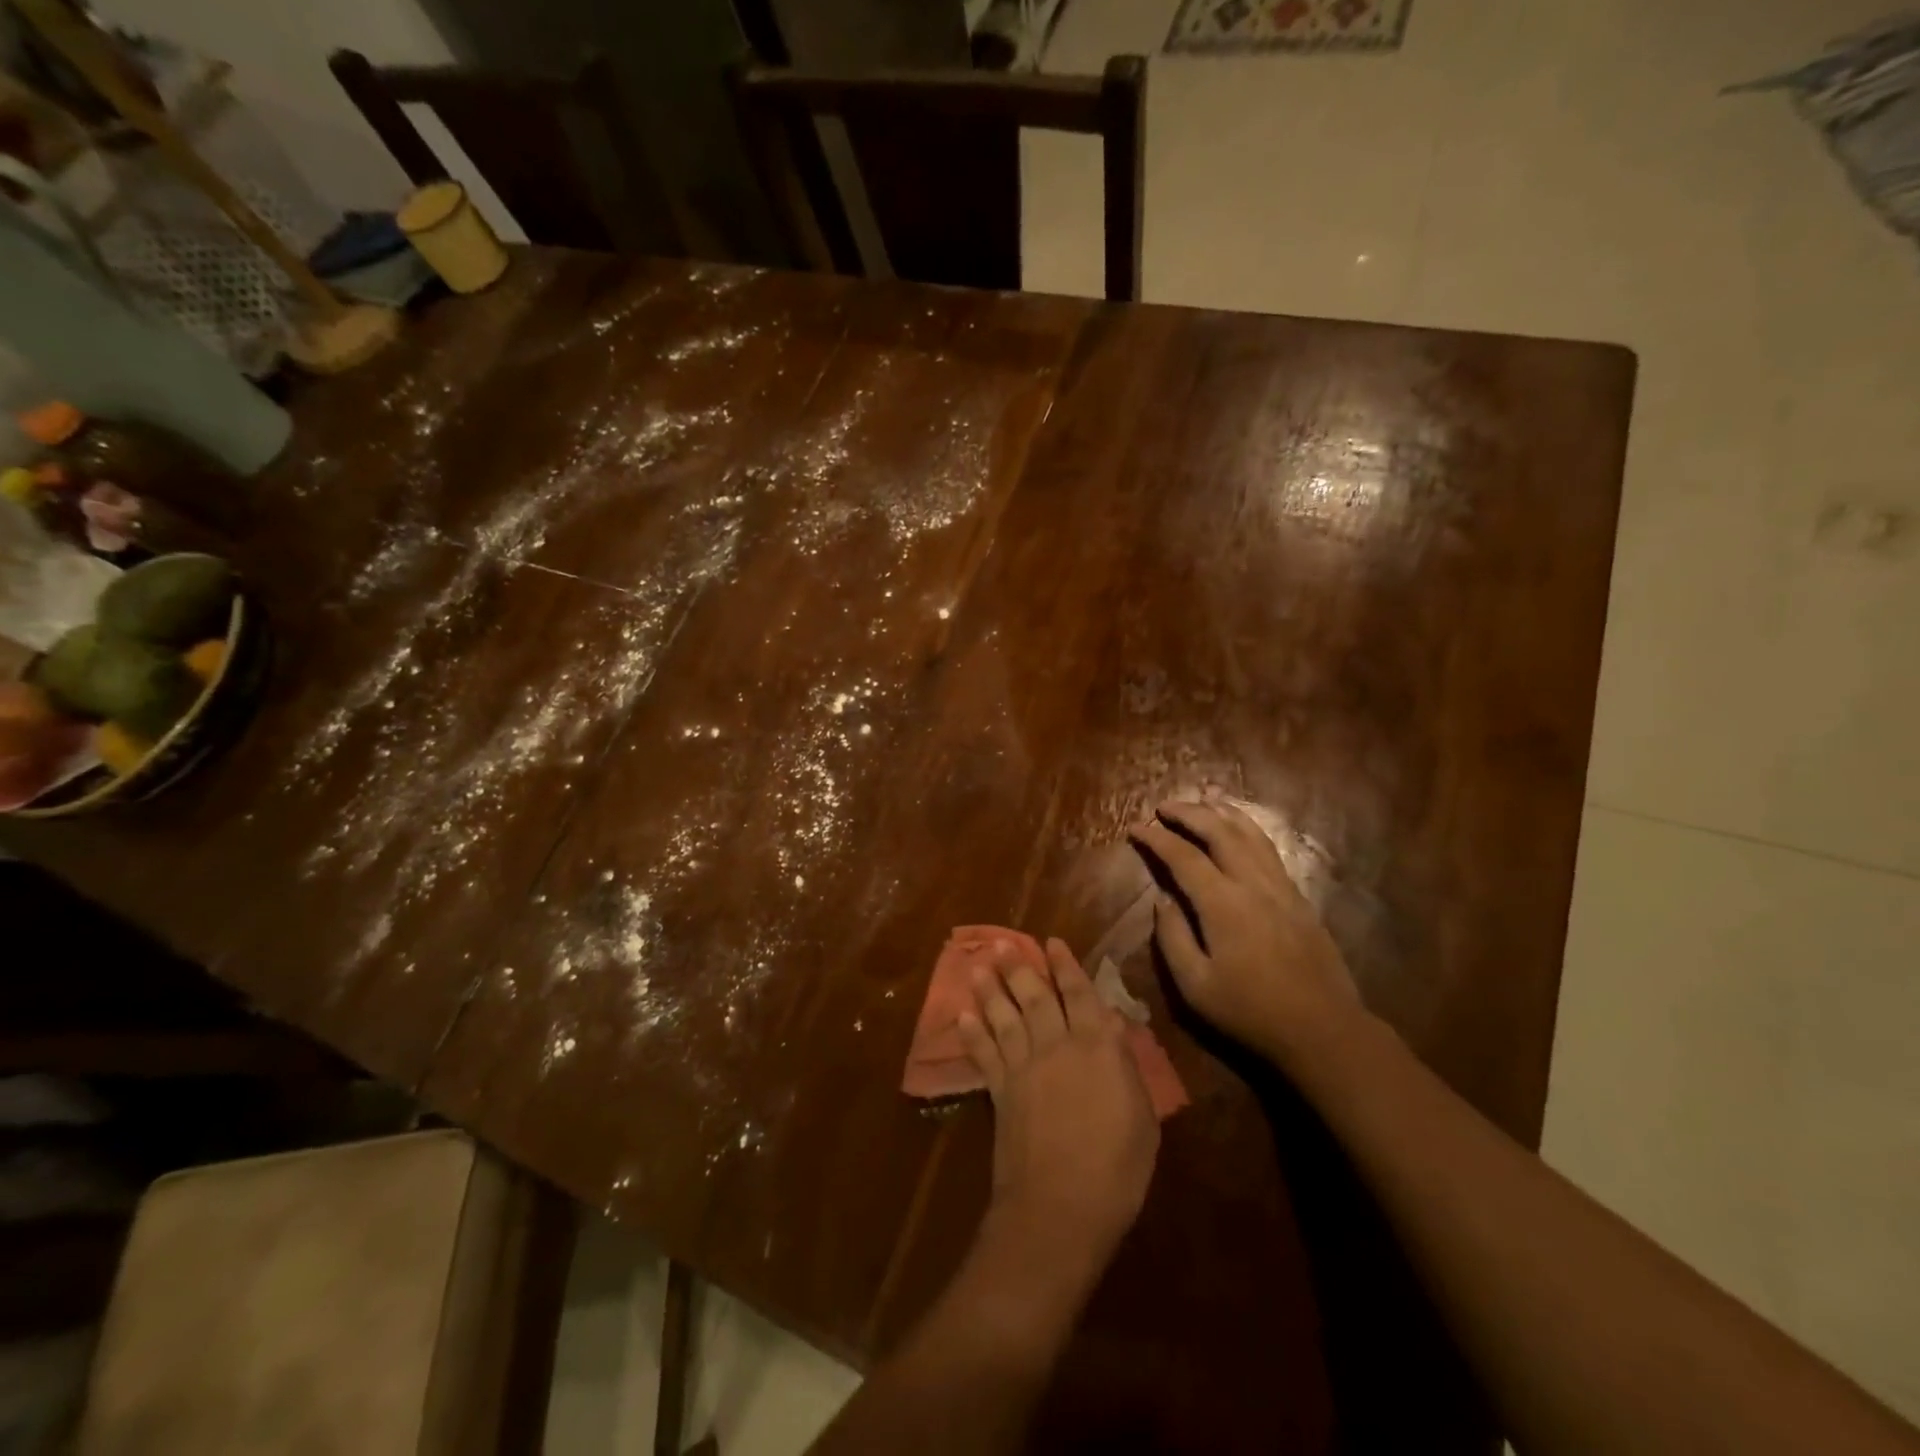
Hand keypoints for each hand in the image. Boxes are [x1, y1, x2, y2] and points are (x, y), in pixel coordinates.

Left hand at [956, 938, 1158, 1279]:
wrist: (1060, 1207)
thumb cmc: (1117, 1169)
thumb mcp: (1142, 1117)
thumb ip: (1125, 1065)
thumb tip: (1113, 1026)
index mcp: (1097, 1047)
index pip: (1080, 994)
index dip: (1066, 967)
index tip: (1052, 942)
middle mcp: (1056, 1045)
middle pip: (1034, 996)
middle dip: (1019, 967)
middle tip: (1001, 942)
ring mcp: (1023, 1066)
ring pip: (1004, 1016)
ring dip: (990, 990)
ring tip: (978, 966)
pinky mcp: (1000, 1091)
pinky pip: (984, 1053)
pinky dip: (973, 1033)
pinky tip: (963, 1016)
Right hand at [1130, 799, 1360, 1070]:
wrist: (1323, 1030)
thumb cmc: (1250, 1011)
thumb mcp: (1195, 986)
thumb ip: (1172, 937)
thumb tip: (1163, 900)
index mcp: (1223, 904)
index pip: (1183, 857)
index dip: (1156, 839)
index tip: (1136, 828)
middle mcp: (1253, 883)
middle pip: (1219, 831)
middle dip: (1189, 813)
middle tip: (1164, 807)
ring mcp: (1281, 887)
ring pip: (1250, 834)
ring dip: (1222, 813)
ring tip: (1203, 802)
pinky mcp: (1299, 897)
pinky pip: (1269, 849)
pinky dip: (1248, 829)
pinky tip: (1240, 830)